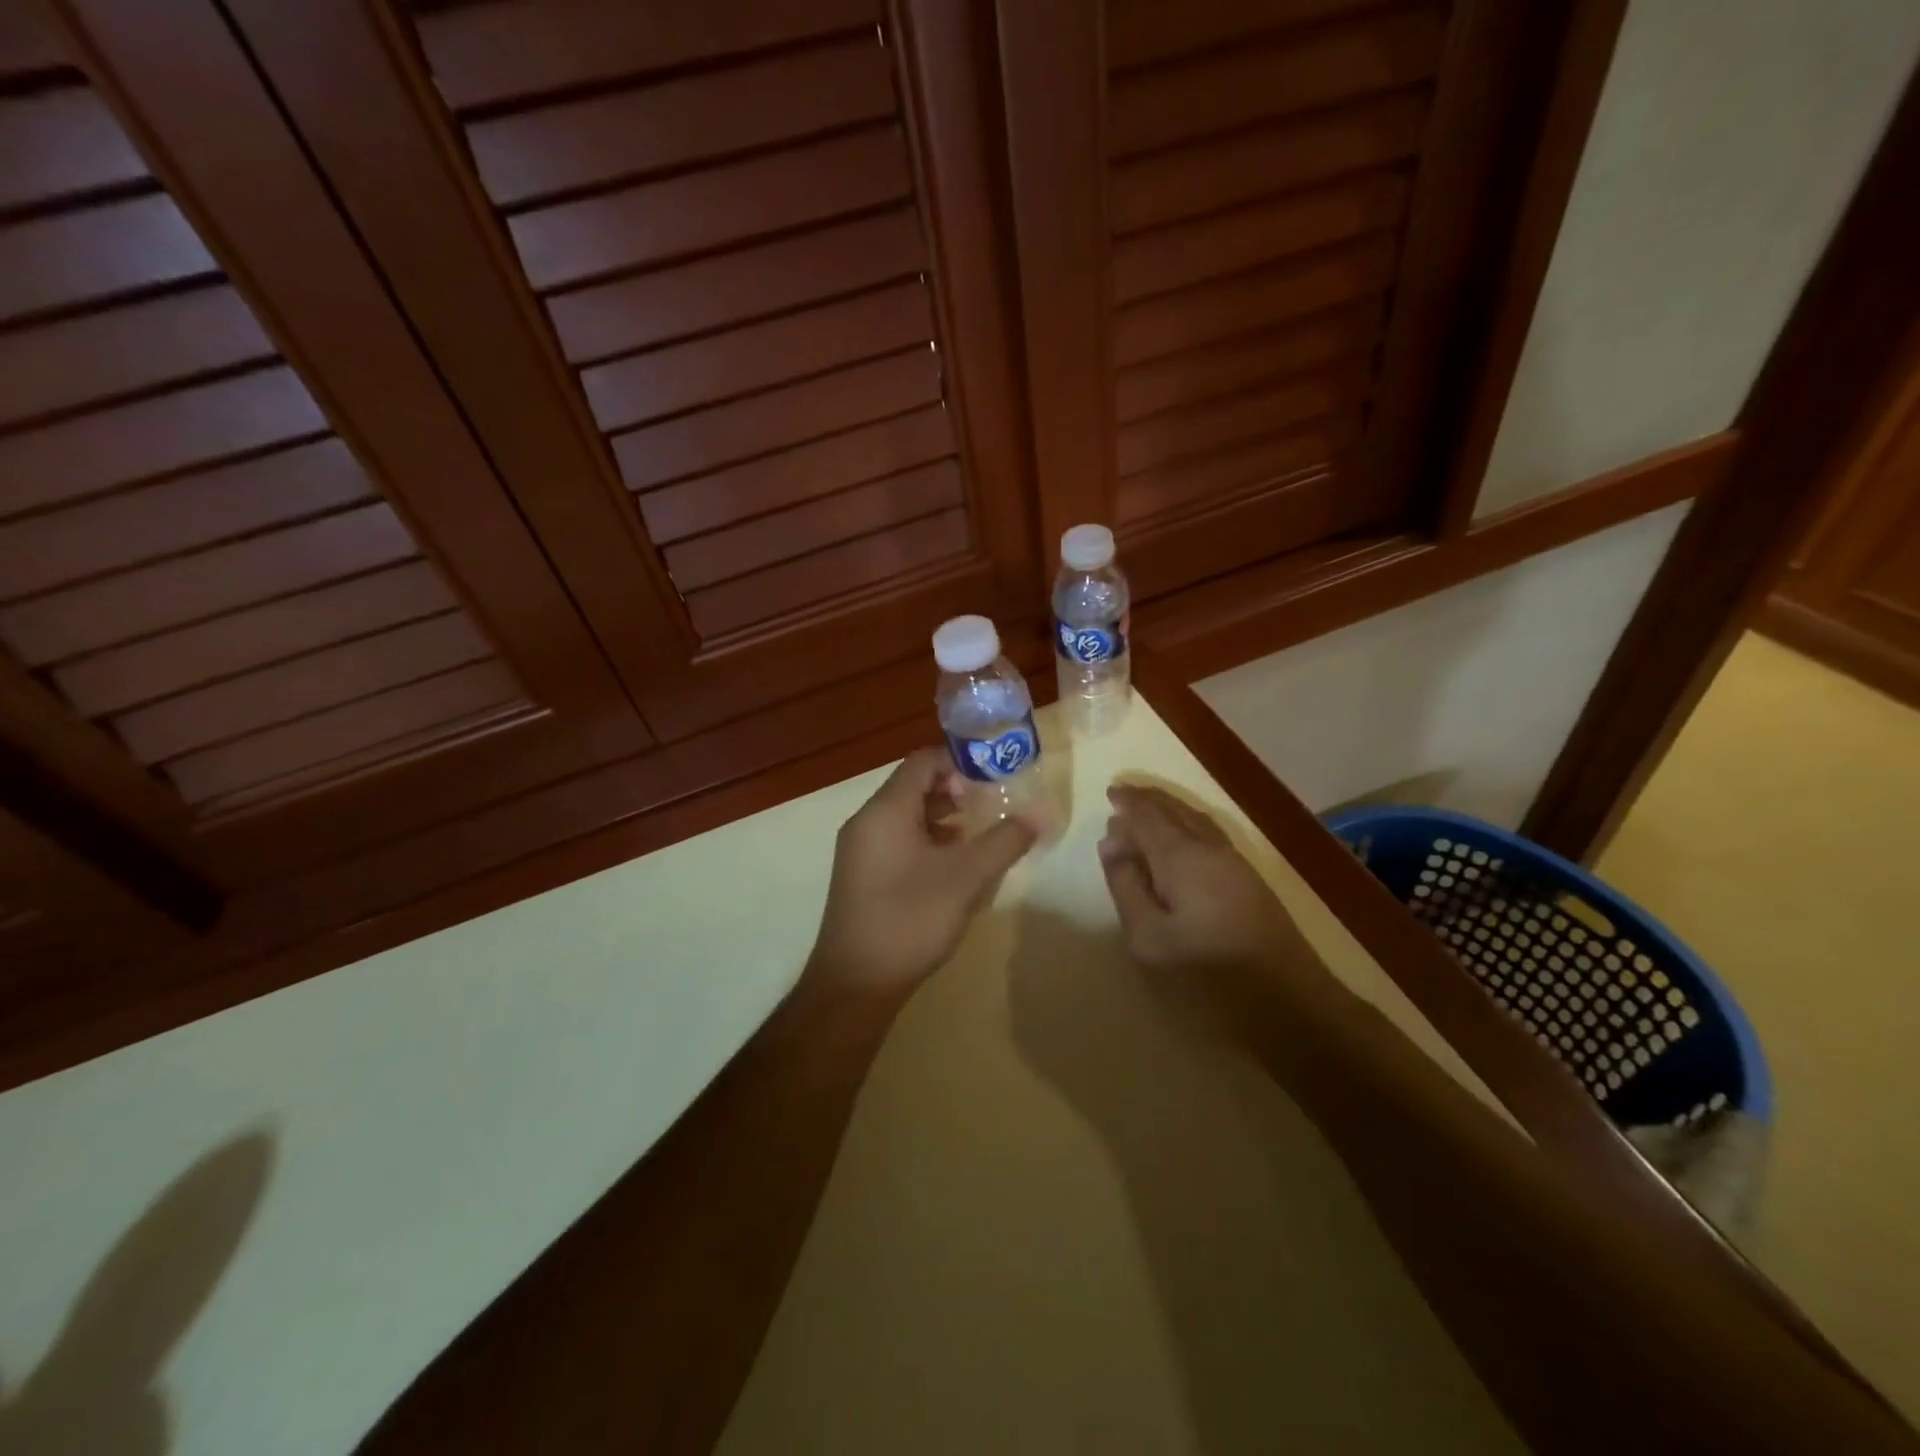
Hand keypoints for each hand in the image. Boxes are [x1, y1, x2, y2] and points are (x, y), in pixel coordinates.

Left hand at [808, 748, 1038, 994]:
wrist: (855, 984)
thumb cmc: (910, 919)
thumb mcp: (965, 878)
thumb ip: (1004, 841)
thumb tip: (1040, 814)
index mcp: (885, 810)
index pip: (922, 761)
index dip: (960, 760)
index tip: (997, 773)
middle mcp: (867, 822)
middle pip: (914, 786)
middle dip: (957, 789)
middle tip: (996, 801)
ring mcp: (861, 850)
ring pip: (907, 816)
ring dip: (944, 816)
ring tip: (983, 830)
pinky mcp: (863, 875)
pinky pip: (899, 840)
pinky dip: (929, 840)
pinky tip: (957, 862)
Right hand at [1097, 784, 1324, 1022]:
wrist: (1291, 1003)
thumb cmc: (1208, 974)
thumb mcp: (1149, 938)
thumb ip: (1126, 887)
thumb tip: (1111, 844)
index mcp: (1180, 856)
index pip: (1148, 815)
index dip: (1128, 803)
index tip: (1109, 794)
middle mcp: (1209, 848)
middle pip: (1174, 811)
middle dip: (1148, 801)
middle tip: (1123, 796)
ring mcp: (1235, 863)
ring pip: (1196, 820)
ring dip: (1169, 811)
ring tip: (1147, 811)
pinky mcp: (1250, 881)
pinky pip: (1210, 834)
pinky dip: (1187, 825)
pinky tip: (1183, 838)